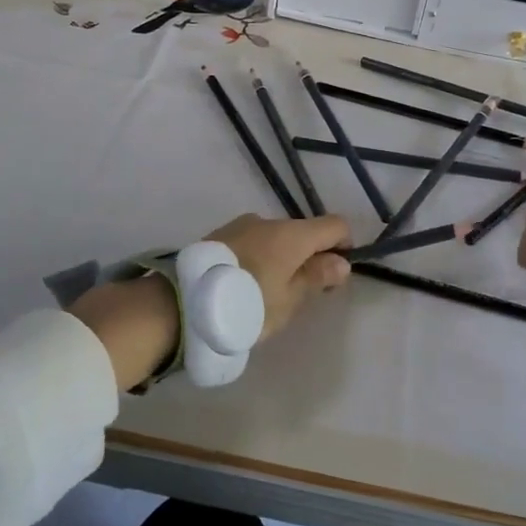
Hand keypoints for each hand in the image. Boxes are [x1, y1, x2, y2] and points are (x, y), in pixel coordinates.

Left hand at [71, 214, 351, 390]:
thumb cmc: (247, 304)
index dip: (344, 246)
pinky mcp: (218, 235)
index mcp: (293, 234)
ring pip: (275, 238)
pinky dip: (258, 258)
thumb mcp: (288, 300)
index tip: (334, 275)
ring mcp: (241, 225)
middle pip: (303, 232)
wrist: (182, 303)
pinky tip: (244, 285)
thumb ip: (316, 277)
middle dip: (309, 256)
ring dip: (280, 258)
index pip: (335, 225)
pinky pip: (251, 242)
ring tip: (265, 293)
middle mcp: (268, 220)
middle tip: (299, 294)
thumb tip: (341, 261)